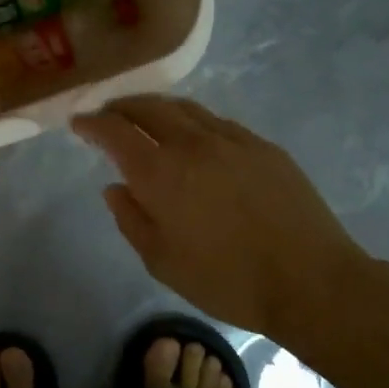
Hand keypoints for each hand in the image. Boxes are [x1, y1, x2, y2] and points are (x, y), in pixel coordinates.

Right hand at [73, 95, 370, 340]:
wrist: (310, 280)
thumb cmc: (227, 280)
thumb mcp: (163, 262)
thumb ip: (132, 220)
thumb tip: (115, 188)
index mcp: (160, 172)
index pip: (115, 131)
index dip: (92, 123)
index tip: (79, 123)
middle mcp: (192, 143)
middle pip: (148, 107)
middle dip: (122, 106)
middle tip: (109, 114)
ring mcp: (232, 139)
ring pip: (185, 108)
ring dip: (157, 108)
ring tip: (146, 119)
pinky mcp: (263, 146)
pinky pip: (217, 122)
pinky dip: (193, 121)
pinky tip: (195, 137)